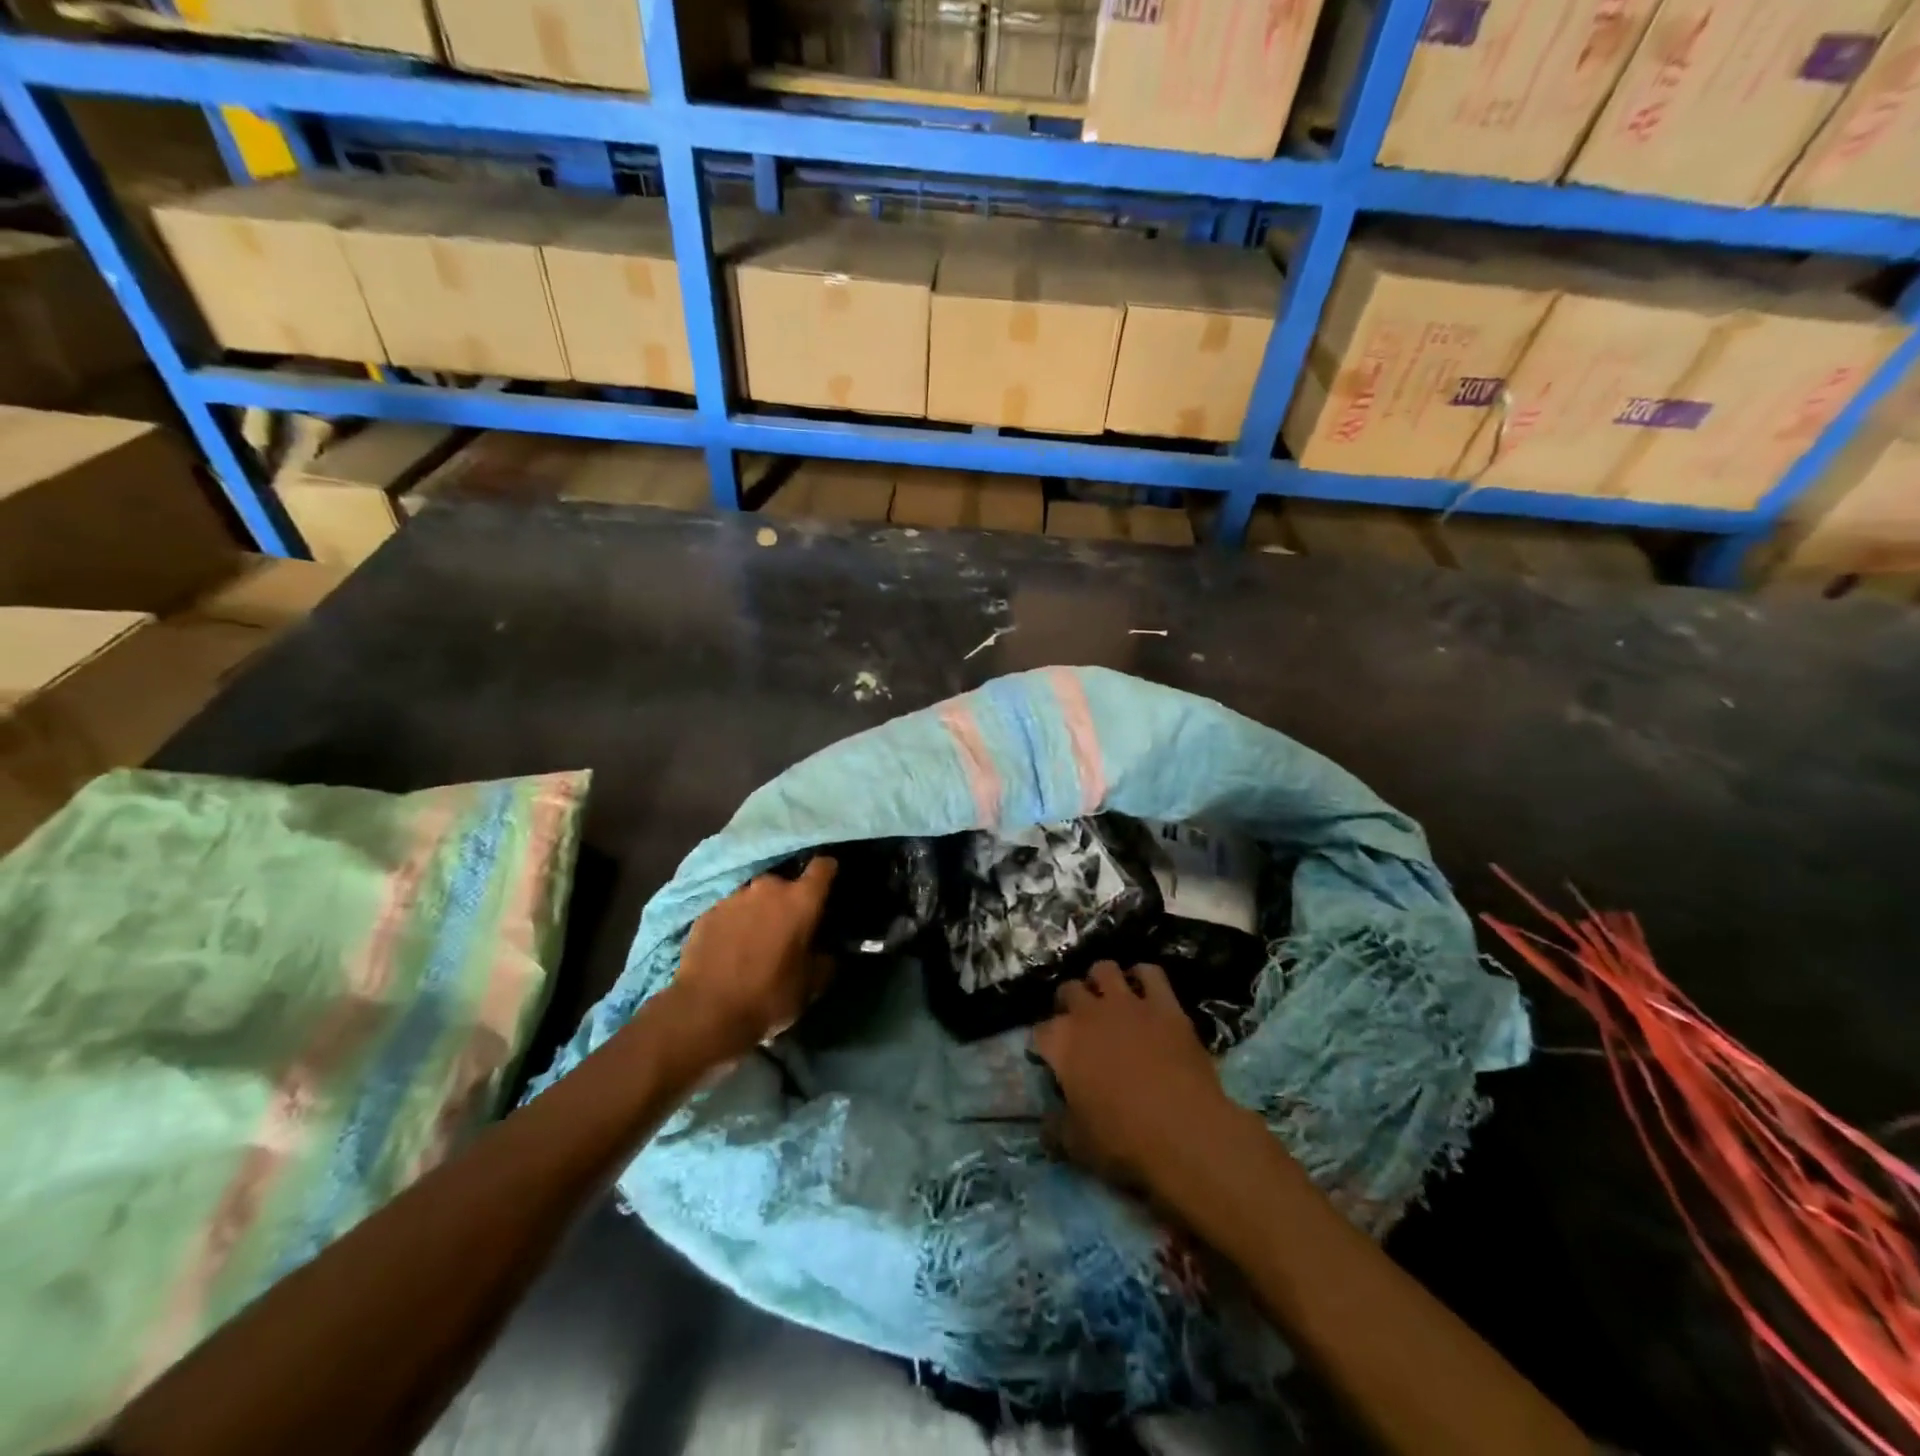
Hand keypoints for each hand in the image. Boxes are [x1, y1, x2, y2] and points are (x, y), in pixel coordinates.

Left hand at [663, 857, 837, 1061]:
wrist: (704, 1012)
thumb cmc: (768, 995)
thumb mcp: (811, 985)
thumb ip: (826, 960)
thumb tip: (828, 951)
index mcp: (800, 900)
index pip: (822, 867)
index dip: (828, 872)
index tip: (829, 885)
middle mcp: (768, 887)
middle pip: (785, 882)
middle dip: (788, 900)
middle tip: (788, 927)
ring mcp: (734, 897)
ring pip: (755, 896)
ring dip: (760, 911)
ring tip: (756, 939)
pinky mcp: (707, 912)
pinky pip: (730, 911)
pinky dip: (734, 923)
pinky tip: (730, 948)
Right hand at [1033, 961, 1247, 1197]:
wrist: (1184, 1130)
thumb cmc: (1123, 1140)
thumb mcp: (1077, 1145)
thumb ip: (1056, 1128)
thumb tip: (1045, 1125)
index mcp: (1062, 1043)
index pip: (1041, 1031)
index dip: (1045, 1044)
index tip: (1051, 1058)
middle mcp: (1089, 1013)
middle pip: (1069, 990)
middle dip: (1069, 1002)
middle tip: (1079, 1024)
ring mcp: (1128, 1003)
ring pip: (1104, 969)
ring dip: (1102, 981)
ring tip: (1108, 998)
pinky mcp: (1164, 1004)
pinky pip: (1150, 973)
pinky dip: (1144, 977)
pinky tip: (1145, 990)